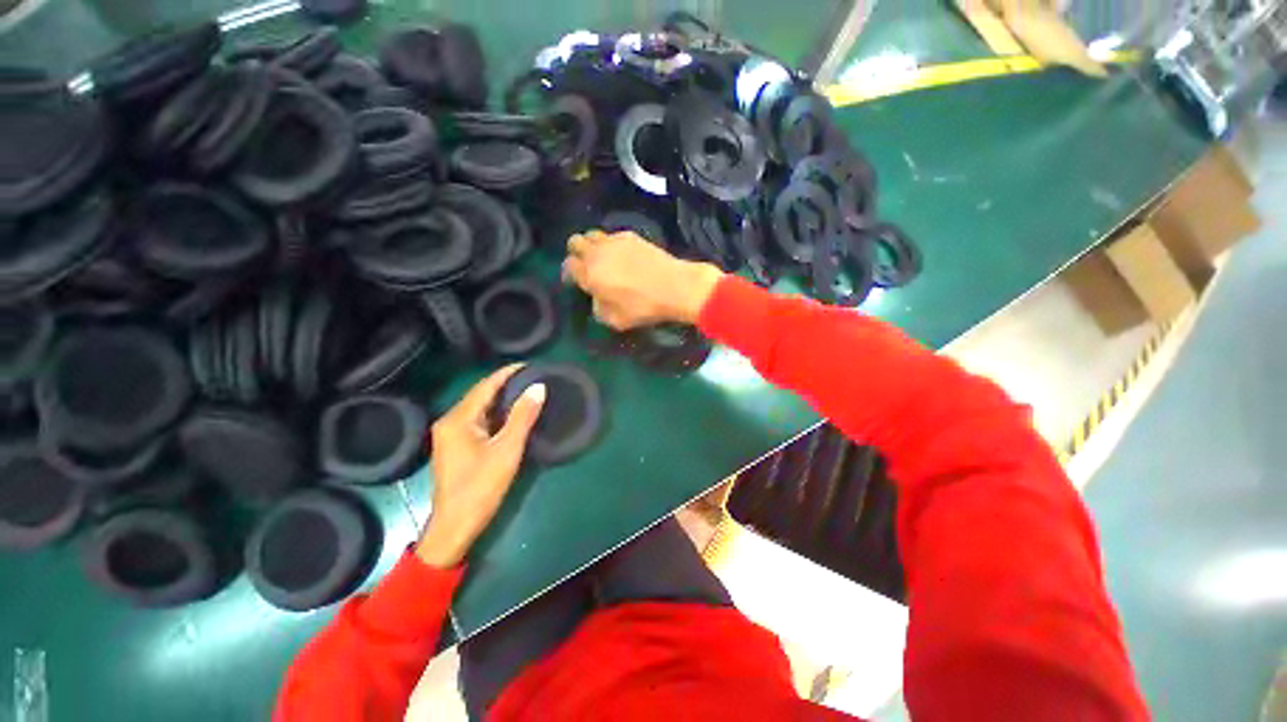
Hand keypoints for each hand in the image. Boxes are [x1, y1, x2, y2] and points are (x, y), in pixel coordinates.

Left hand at [416, 365, 545, 568]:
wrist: (455, 526)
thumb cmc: (481, 487)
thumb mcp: (507, 450)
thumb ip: (523, 416)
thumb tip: (538, 388)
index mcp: (458, 419)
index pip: (485, 386)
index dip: (506, 374)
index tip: (528, 365)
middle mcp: (450, 422)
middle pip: (480, 395)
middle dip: (505, 384)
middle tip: (531, 377)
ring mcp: (451, 435)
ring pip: (479, 409)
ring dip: (501, 399)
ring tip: (526, 391)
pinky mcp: (456, 447)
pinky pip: (478, 421)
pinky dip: (496, 414)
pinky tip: (512, 414)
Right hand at [562, 230, 724, 329]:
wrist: (675, 286)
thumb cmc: (643, 306)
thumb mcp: (616, 320)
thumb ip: (599, 310)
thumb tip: (597, 299)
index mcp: (590, 274)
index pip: (569, 265)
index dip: (570, 273)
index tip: (577, 281)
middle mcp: (597, 253)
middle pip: (575, 242)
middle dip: (577, 252)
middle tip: (587, 266)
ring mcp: (614, 241)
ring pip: (592, 234)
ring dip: (593, 245)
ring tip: (604, 258)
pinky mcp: (631, 236)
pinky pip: (612, 235)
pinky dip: (612, 243)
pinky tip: (623, 255)